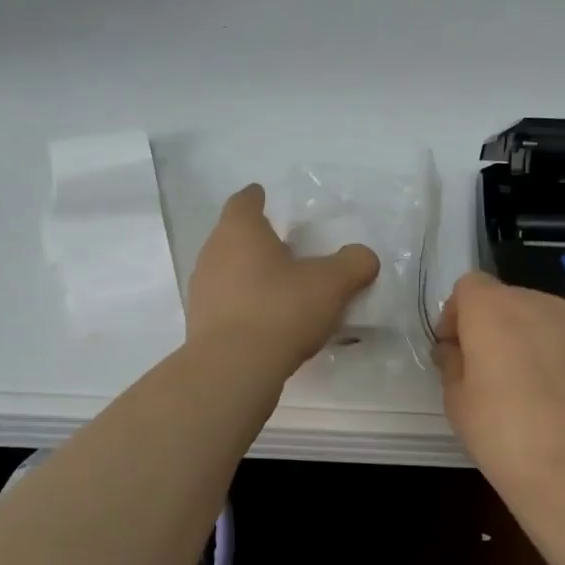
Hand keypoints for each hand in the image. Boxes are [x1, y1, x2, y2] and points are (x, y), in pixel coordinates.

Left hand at [187, 184, 379, 373]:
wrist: (234, 369)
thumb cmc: (281, 310)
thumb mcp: (332, 284)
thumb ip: (353, 263)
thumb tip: (363, 256)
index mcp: (240, 231)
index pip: (244, 202)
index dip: (256, 197)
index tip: (264, 195)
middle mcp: (213, 254)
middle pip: (233, 236)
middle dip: (256, 239)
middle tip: (284, 246)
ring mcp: (202, 291)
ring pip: (227, 271)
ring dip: (249, 274)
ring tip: (279, 286)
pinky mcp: (200, 325)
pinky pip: (226, 304)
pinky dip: (244, 304)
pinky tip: (267, 321)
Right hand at [435, 272, 564, 507]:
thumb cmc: (502, 434)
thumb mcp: (456, 401)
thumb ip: (452, 363)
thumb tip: (456, 349)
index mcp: (494, 310)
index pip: (469, 286)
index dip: (457, 314)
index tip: (455, 349)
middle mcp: (541, 305)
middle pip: (511, 300)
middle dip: (496, 326)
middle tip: (491, 372)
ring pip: (549, 321)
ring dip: (535, 342)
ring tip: (534, 390)